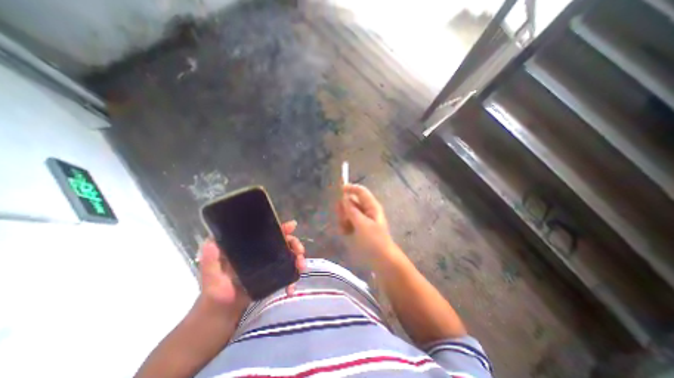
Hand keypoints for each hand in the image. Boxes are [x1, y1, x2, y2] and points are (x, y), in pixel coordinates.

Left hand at [198, 221, 307, 313]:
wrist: (222, 313)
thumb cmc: (215, 290)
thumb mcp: (210, 273)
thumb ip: (210, 259)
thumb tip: (211, 241)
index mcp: (251, 246)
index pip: (268, 232)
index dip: (281, 228)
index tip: (292, 226)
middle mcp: (263, 251)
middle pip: (284, 242)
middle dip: (295, 245)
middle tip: (300, 253)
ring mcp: (270, 264)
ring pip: (289, 256)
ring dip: (298, 259)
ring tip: (301, 267)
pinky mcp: (274, 276)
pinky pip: (288, 273)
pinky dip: (293, 278)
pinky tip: (291, 288)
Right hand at [337, 185, 396, 264]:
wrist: (382, 260)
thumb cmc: (374, 241)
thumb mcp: (362, 224)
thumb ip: (352, 210)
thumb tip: (344, 198)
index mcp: (371, 207)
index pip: (361, 191)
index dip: (351, 188)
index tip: (339, 189)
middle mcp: (367, 211)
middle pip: (352, 202)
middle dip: (344, 208)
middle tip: (342, 218)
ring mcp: (362, 220)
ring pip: (348, 212)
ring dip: (343, 218)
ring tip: (344, 229)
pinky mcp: (359, 228)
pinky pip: (348, 222)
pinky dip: (345, 226)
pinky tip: (345, 233)